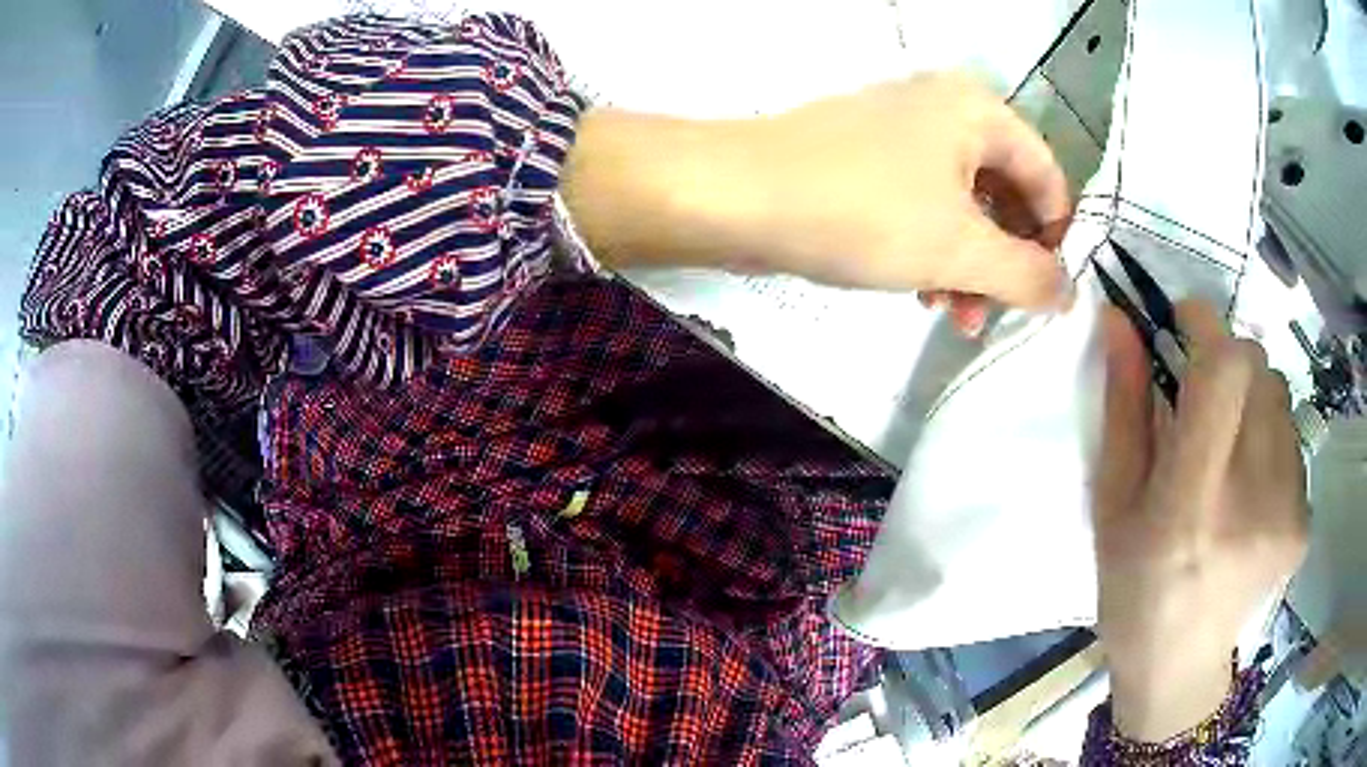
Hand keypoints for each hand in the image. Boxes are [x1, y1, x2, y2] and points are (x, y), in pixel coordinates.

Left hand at [562, 73, 1070, 318]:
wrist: (738, 194)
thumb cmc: (863, 212)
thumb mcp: (961, 250)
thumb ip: (1028, 275)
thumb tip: (1068, 291)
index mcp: (979, 111)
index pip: (1049, 178)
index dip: (1055, 240)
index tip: (1043, 295)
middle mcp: (945, 109)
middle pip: (1006, 193)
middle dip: (1005, 262)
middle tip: (993, 314)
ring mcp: (902, 130)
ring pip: (963, 205)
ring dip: (969, 265)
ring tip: (954, 315)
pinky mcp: (866, 158)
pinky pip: (922, 204)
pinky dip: (932, 249)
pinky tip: (922, 291)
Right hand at [1093, 301, 1308, 741]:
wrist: (1178, 666)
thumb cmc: (1132, 589)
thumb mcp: (1113, 502)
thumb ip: (1124, 407)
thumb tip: (1122, 320)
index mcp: (1191, 505)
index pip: (1225, 372)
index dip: (1207, 326)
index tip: (1185, 320)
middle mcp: (1252, 503)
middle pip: (1259, 369)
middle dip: (1227, 360)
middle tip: (1203, 395)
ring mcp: (1287, 514)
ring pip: (1280, 396)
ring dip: (1251, 397)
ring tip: (1228, 446)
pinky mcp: (1304, 522)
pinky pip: (1292, 438)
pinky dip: (1269, 436)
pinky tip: (1249, 482)